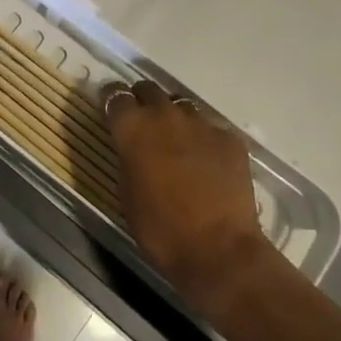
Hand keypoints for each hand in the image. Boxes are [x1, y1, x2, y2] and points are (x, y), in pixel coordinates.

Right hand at [105, 82, 271, 315]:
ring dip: (174, 118)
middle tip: (143, 124)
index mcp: (133, 127)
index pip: (114, 95)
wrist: (218, 250)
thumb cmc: (160, 228)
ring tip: (177, 142)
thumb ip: (128, 158)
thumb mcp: (127, 193)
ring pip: (182, 106)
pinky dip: (204, 139)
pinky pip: (211, 129)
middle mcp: (165, 115)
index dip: (111, 100)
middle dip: (143, 101)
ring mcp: (202, 124)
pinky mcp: (230, 139)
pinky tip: (207, 163)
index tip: (110, 110)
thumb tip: (133, 149)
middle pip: (149, 90)